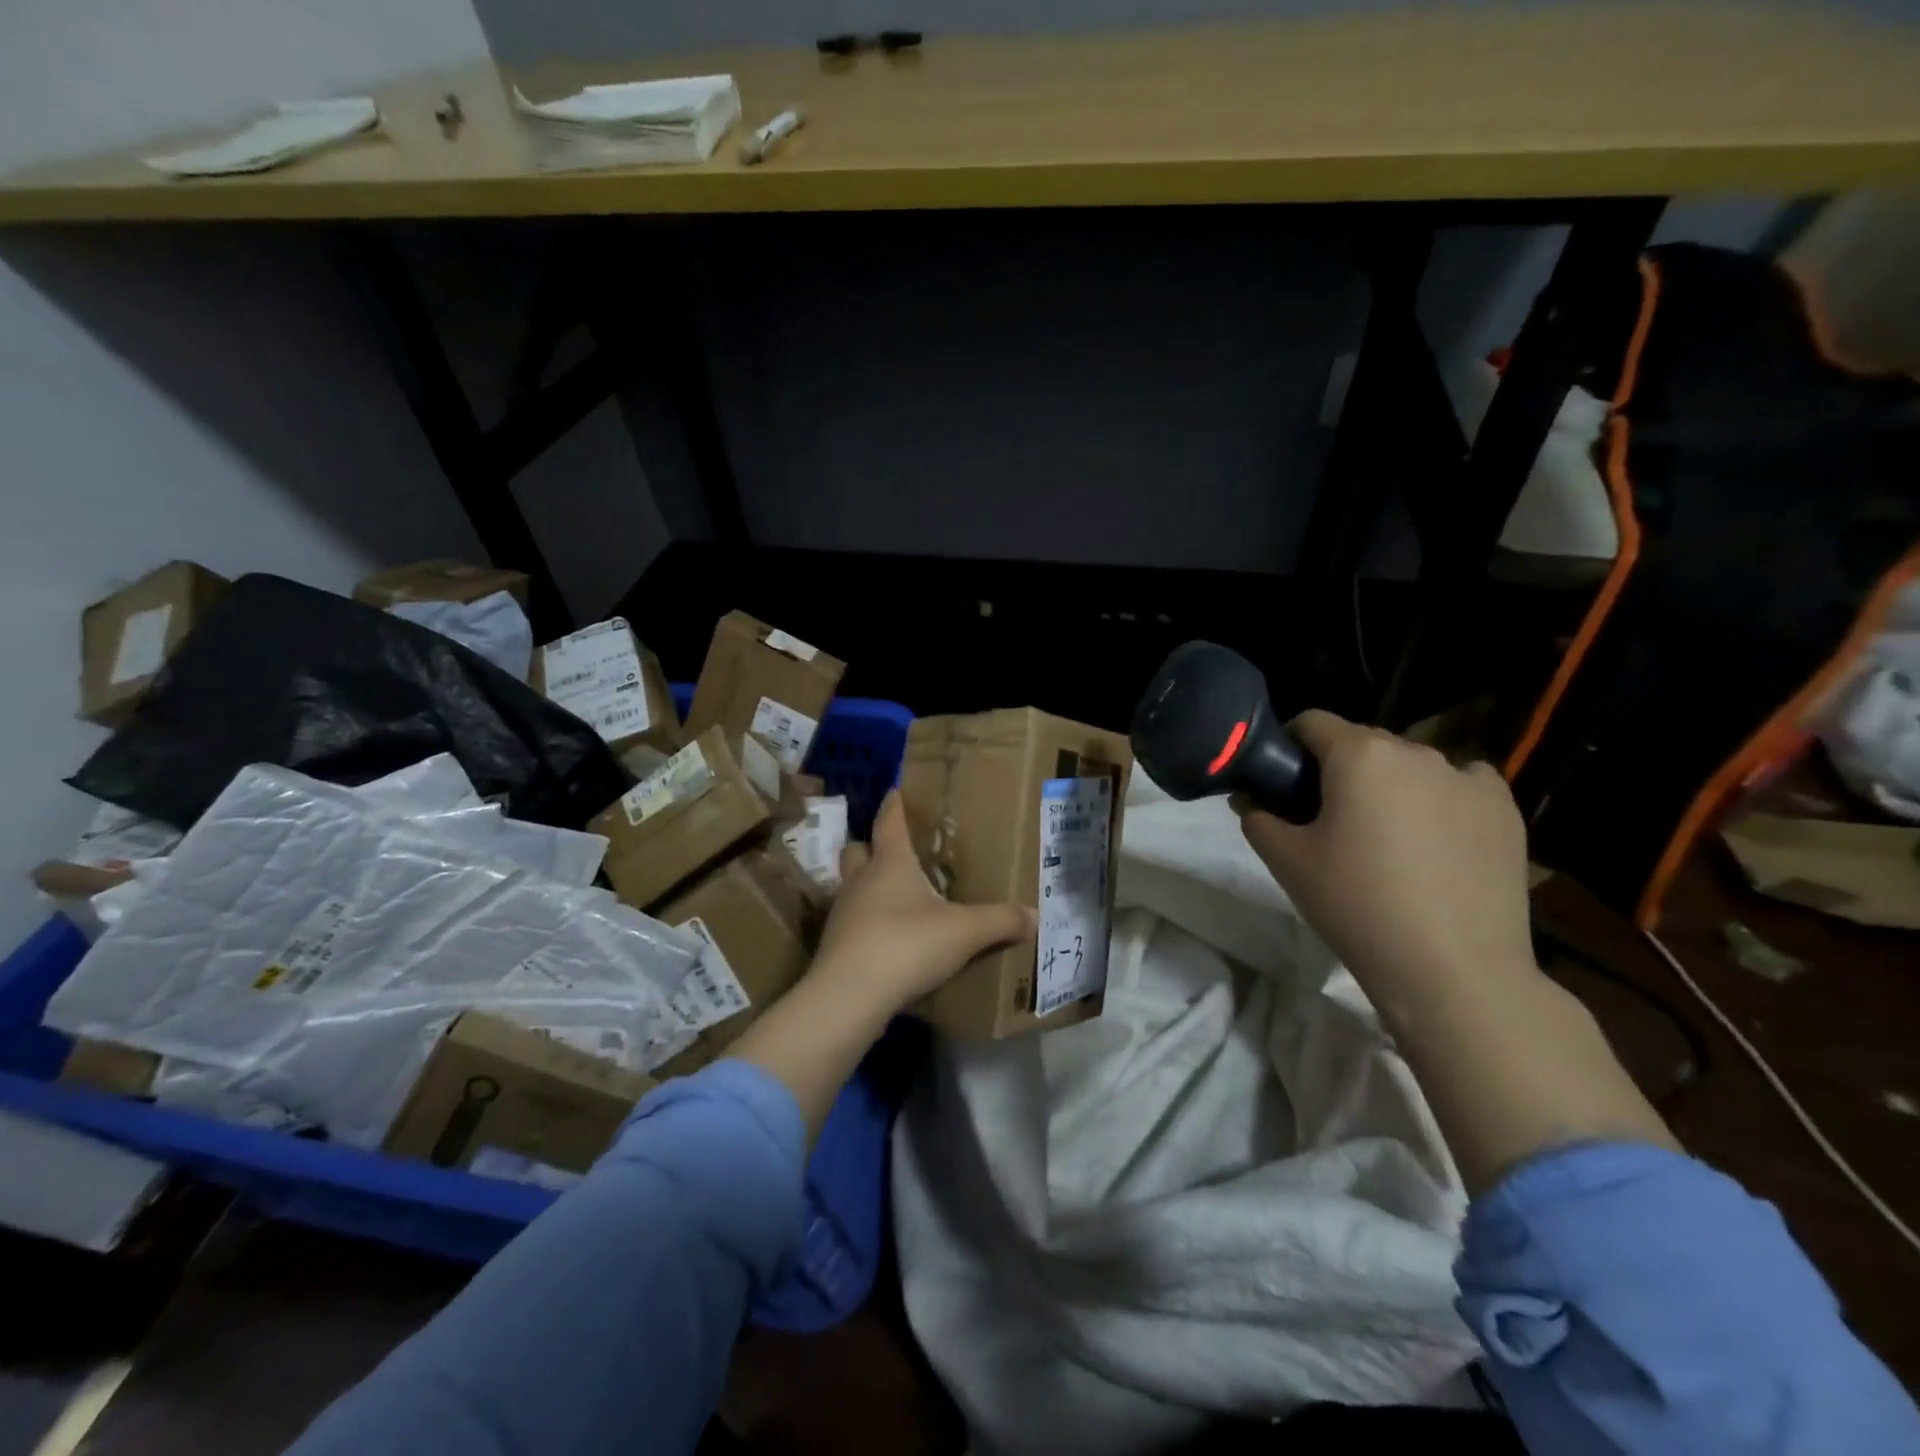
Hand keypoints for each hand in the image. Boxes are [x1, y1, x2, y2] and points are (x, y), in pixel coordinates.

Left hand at [810, 791, 1034, 1013]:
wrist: (849, 996)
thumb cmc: (907, 944)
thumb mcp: (964, 932)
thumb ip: (1000, 921)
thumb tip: (1035, 915)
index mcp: (890, 863)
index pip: (889, 822)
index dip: (894, 805)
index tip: (896, 791)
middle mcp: (861, 880)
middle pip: (858, 850)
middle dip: (872, 846)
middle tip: (895, 852)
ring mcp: (842, 913)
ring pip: (851, 886)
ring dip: (867, 886)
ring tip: (894, 897)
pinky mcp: (834, 945)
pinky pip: (852, 922)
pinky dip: (867, 922)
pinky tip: (887, 938)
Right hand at [1236, 710, 1536, 1001]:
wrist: (1452, 969)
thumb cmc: (1355, 905)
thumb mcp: (1286, 862)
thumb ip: (1258, 819)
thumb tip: (1252, 802)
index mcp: (1359, 755)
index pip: (1313, 722)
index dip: (1290, 745)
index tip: (1284, 781)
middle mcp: (1416, 752)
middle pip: (1364, 743)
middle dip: (1341, 769)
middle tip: (1330, 820)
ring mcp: (1467, 778)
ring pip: (1412, 765)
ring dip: (1391, 785)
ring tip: (1388, 838)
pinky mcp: (1505, 810)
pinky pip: (1462, 784)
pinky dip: (1442, 799)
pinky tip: (1436, 839)